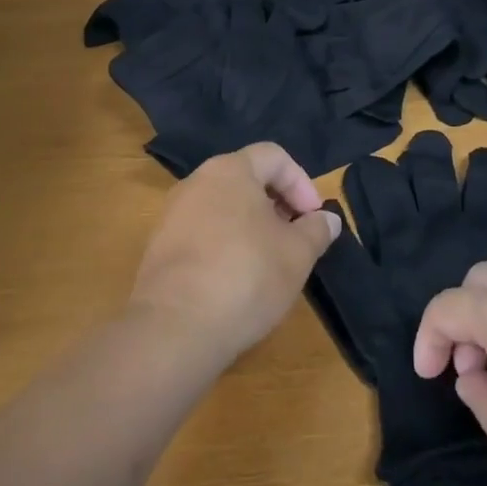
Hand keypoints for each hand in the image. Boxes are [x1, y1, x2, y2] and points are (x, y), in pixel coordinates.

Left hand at [129, 143, 341, 368]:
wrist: (173, 329)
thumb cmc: (246, 276)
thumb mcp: (297, 254)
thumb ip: (316, 230)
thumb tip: (327, 219)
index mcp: (230, 170)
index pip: (274, 156)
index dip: (301, 183)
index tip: (314, 218)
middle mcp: (196, 182)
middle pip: (247, 180)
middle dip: (277, 205)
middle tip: (296, 238)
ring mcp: (172, 215)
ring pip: (223, 208)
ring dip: (252, 227)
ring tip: (269, 263)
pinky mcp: (159, 249)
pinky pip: (202, 233)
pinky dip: (226, 246)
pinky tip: (237, 281)